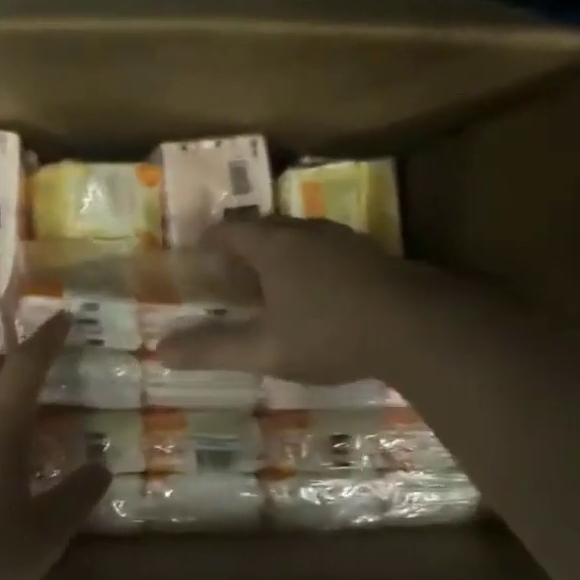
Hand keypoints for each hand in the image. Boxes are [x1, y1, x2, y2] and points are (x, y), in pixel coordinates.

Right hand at [157, 217, 425, 383]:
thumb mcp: (266, 350)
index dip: (208, 242)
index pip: (229, 230)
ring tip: (268, 285)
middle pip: (263, 229)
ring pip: (297, 237)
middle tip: (228, 275)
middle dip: (241, 248)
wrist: (418, 328)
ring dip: (276, 255)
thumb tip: (160, 351)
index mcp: (274, 246)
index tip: (196, 258)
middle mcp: (306, 232)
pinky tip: (315, 294)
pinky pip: (323, 250)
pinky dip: (306, 264)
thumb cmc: (330, 335)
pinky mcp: (369, 254)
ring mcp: (342, 239)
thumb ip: (213, 349)